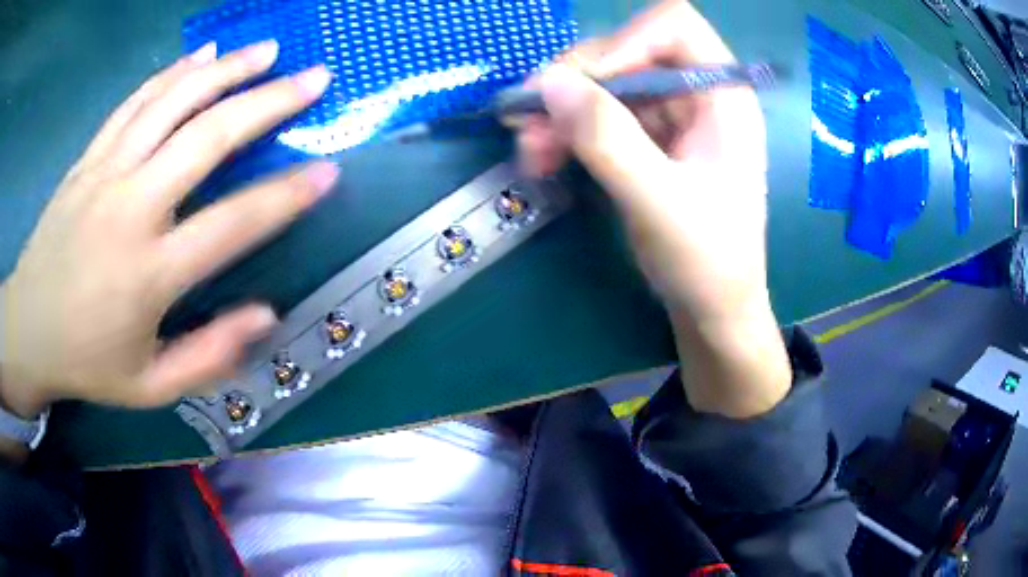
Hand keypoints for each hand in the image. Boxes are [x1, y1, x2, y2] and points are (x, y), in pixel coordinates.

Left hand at [0, 40, 338, 418]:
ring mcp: (106, 174)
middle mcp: (130, 209)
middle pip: (207, 138)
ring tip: (268, 49)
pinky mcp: (89, 158)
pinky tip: (203, 55)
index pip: (231, 225)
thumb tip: (267, 316)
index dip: (286, 197)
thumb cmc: (88, 362)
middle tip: (314, 79)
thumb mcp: (150, 386)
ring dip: (227, 70)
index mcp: (149, 274)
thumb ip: (208, 357)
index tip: (329, 171)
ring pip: (173, 102)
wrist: (28, 328)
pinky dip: (173, 72)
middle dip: (268, 102)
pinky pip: (136, 102)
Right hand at [517, 1, 789, 416]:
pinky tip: (542, 157)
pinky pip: (598, 115)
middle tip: (527, 121)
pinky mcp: (647, 139)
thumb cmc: (707, 262)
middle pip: (626, 51)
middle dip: (574, 84)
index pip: (674, 26)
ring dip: (560, 111)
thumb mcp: (659, 203)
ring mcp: (670, 116)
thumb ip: (608, 140)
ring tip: (529, 151)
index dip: (625, 41)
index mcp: (724, 96)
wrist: (713, 310)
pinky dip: (565, 131)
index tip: (584, 85)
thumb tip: (549, 82)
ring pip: (603, 84)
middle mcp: (697, 93)